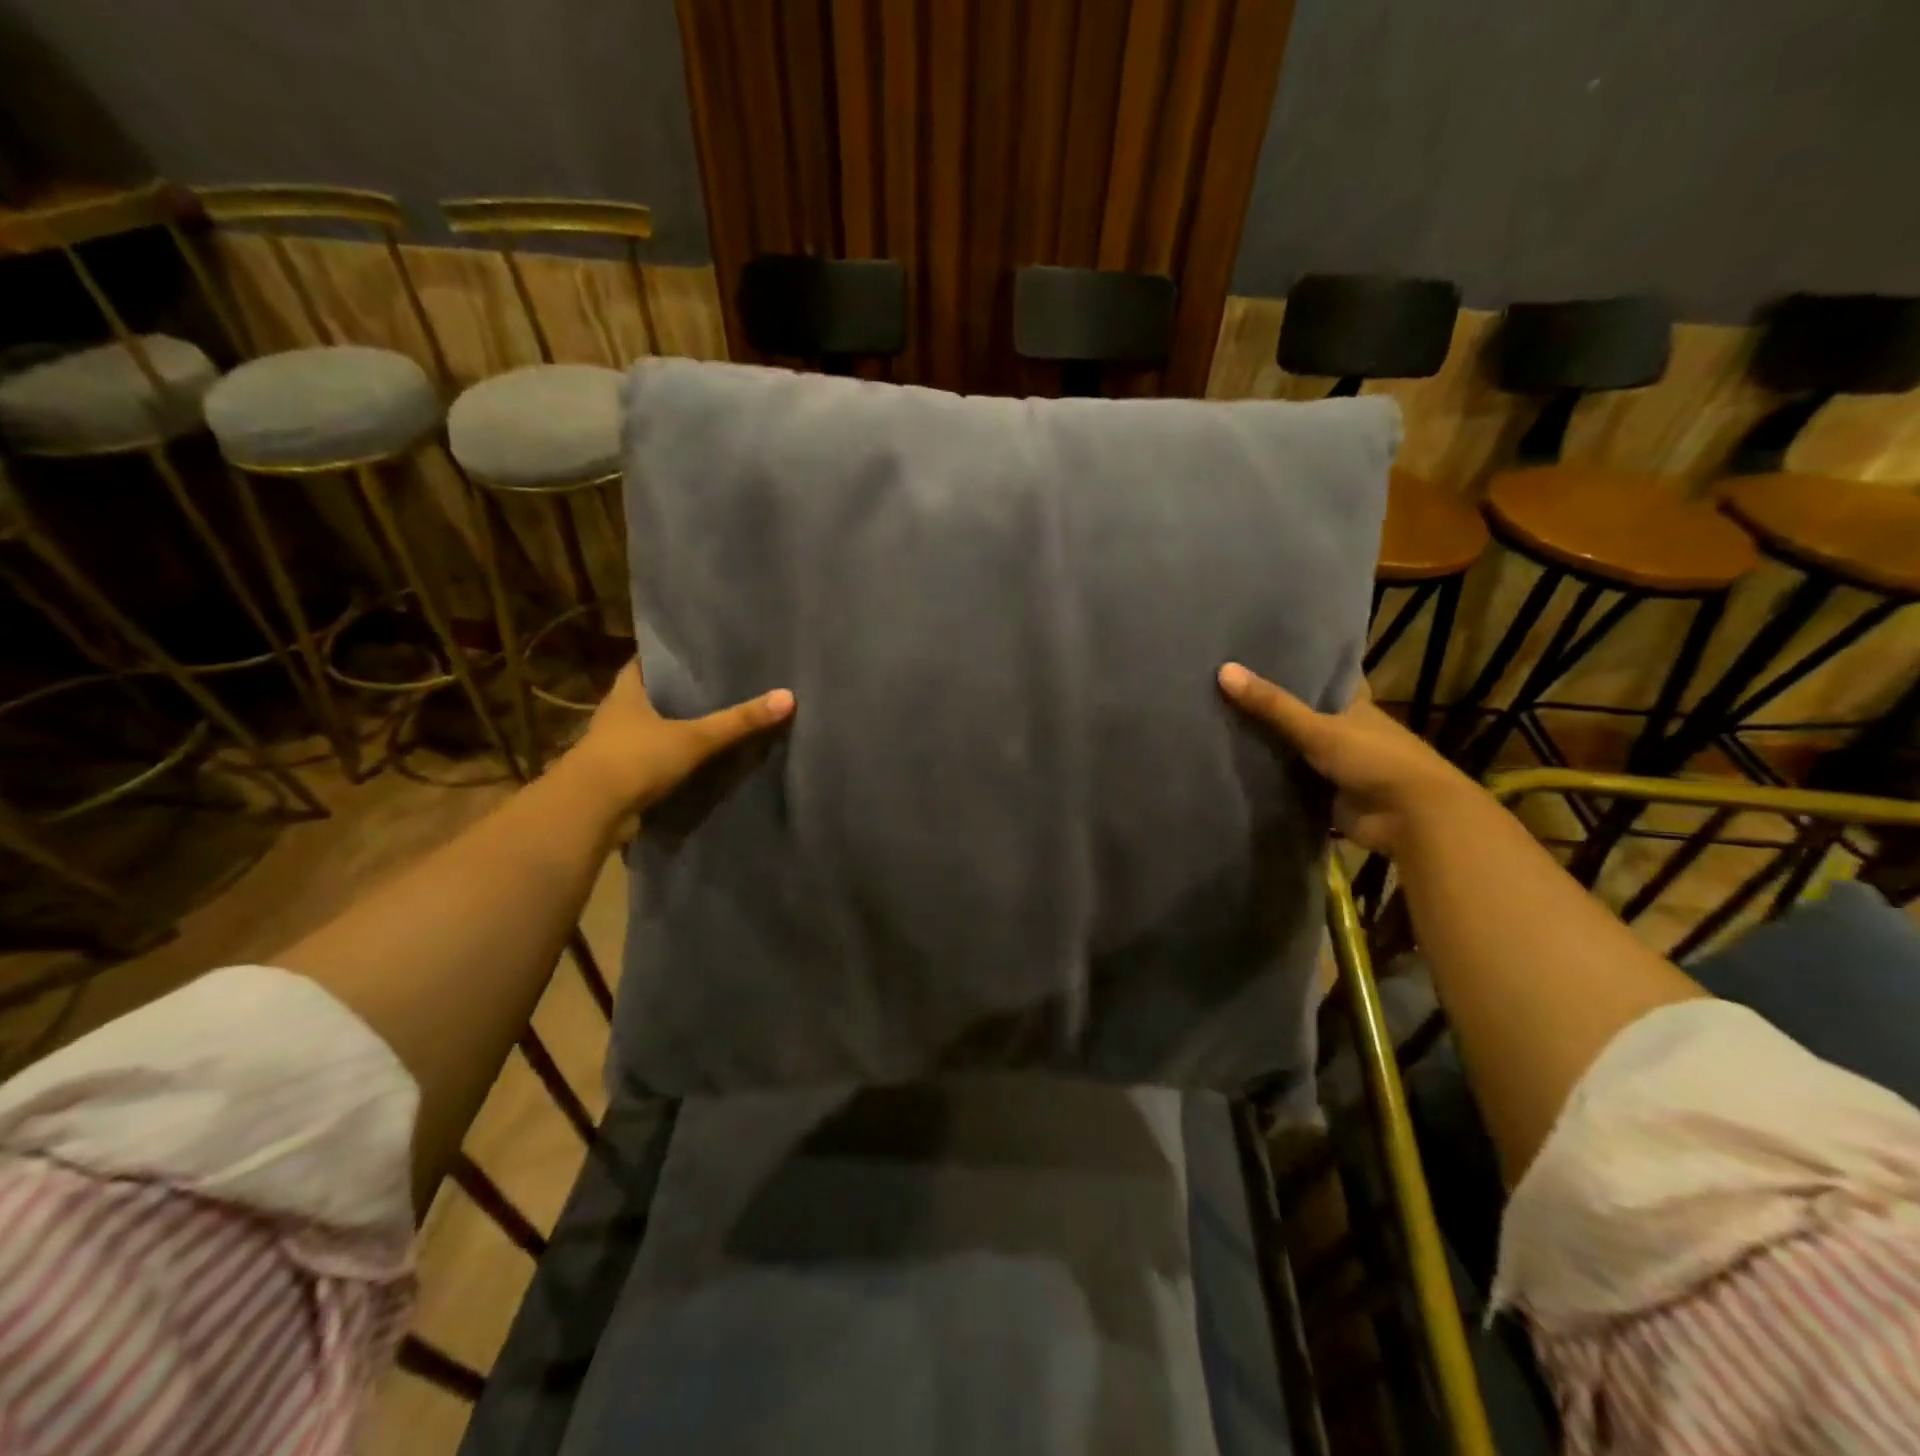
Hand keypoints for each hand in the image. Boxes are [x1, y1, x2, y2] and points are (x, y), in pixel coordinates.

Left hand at [563, 660, 794, 814]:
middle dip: (674, 694)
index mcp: (626, 694)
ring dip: (671, 729)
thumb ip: (738, 721)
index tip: (693, 653)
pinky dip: (668, 760)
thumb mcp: (694, 738)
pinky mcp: (619, 779)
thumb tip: (788, 696)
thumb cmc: (636, 759)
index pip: (642, 663)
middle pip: (647, 697)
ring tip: (710, 722)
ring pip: (648, 731)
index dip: (665, 657)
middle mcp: (616, 716)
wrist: (590, 813)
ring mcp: (614, 749)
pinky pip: (650, 762)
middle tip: (713, 686)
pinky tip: (695, 762)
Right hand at [1218, 663, 1477, 856]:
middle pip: (1305, 716)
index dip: (1302, 667)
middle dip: (1274, 708)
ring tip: (1220, 726)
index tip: (1265, 655)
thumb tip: (1223, 669)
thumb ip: (1272, 705)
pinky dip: (1271, 779)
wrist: (1410, 817)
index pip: (1327, 679)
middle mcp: (1346, 732)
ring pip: (1296, 751)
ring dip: (1270, 746)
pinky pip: (1292, 783)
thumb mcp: (1318, 728)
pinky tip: (1237, 769)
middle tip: (1227, 690)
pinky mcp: (1328, 796)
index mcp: (1354, 707)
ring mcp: (1338, 766)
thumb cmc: (1374, 759)